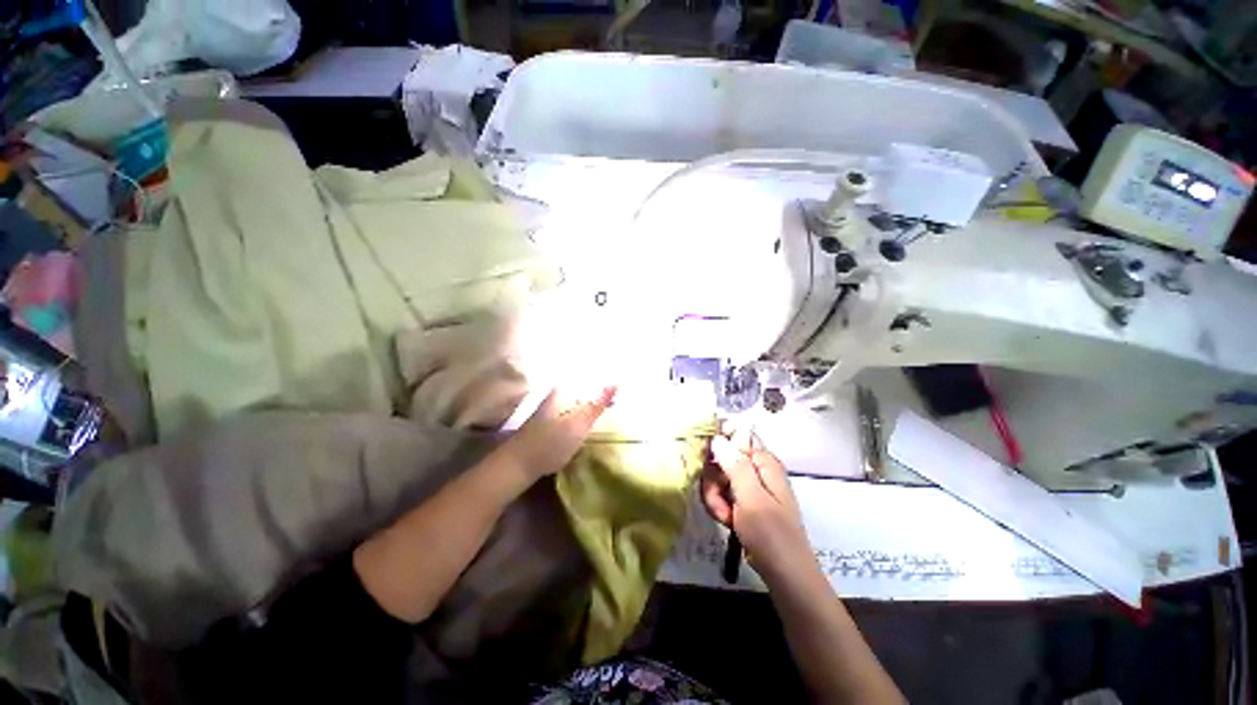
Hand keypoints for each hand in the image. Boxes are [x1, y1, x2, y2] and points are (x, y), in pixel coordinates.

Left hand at [499, 386, 616, 479]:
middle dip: (595, 401)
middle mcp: (554, 395)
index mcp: (563, 391)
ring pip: (573, 405)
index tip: (615, 403)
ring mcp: (547, 409)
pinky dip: (575, 420)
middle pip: (581, 394)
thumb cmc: (552, 442)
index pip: (589, 384)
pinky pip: (566, 415)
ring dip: (585, 411)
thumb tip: (615, 382)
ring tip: (596, 422)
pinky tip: (579, 431)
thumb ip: (597, 403)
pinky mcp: (543, 423)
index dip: (604, 393)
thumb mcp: (580, 423)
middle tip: (609, 412)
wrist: (518, 465)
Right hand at [701, 429, 809, 572]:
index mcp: (764, 461)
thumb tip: (718, 438)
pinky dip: (719, 506)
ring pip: (718, 477)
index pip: (735, 435)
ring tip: (724, 516)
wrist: (785, 576)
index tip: (704, 459)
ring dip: (714, 496)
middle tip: (718, 499)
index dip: (716, 442)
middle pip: (722, 458)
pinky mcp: (743, 502)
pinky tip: (725, 520)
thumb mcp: (752, 498)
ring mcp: (749, 486)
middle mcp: (756, 469)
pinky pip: (722, 494)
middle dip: (714, 479)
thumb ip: (735, 466)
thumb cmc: (772, 535)